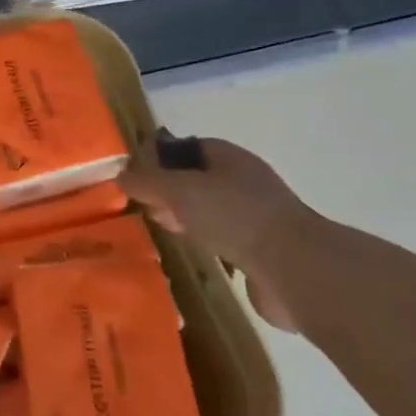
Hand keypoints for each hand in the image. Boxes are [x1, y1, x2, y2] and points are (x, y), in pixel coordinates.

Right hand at [119, 138, 308, 332]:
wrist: (294, 268)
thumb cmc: (234, 216)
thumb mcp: (180, 191)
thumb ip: (147, 181)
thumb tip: (121, 175)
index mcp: (229, 158)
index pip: (189, 147)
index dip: (160, 156)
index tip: (135, 175)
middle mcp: (244, 181)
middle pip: (198, 178)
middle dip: (169, 189)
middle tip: (143, 204)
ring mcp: (255, 216)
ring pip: (209, 209)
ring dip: (185, 215)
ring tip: (159, 225)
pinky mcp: (260, 250)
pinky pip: (222, 237)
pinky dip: (203, 240)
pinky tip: (187, 249)